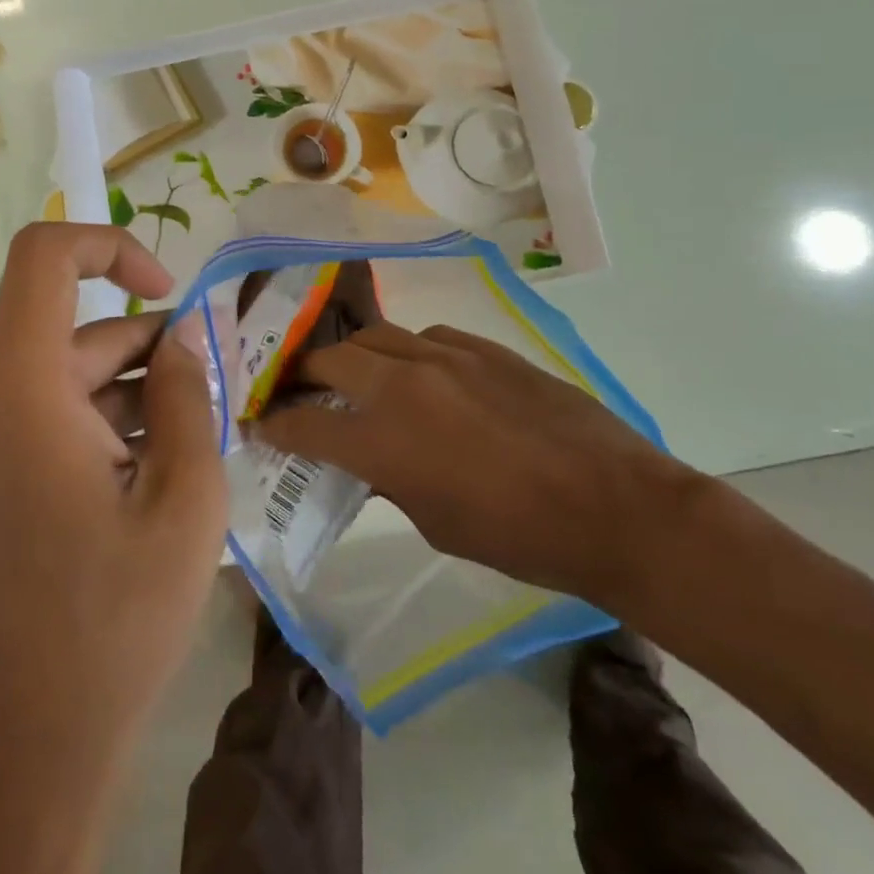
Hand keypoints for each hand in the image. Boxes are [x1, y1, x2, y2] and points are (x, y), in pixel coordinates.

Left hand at [0, 223, 226, 873]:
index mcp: (16, 392)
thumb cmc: (114, 621)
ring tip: (185, 449)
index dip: (110, 245)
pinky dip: (93, 427)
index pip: (45, 256)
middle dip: (146, 354)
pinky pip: (38, 419)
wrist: (22, 756)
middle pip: (72, 334)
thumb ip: (186, 393)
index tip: (167, 291)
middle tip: (210, 397)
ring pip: (61, 380)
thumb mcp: (183, 497)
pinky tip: (142, 478)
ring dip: (126, 398)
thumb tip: (181, 334)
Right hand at [255, 322, 701, 610]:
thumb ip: (390, 482)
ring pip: (375, 336)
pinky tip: (421, 373)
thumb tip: (367, 460)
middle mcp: (403, 384)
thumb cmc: (520, 538)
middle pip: (329, 359)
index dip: (274, 424)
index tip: (260, 424)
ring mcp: (444, 355)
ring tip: (355, 374)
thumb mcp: (437, 525)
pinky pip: (426, 337)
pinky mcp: (482, 346)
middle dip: (303, 374)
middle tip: (299, 389)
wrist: (612, 504)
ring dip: (354, 356)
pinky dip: (407, 352)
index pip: (304, 423)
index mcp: (384, 440)